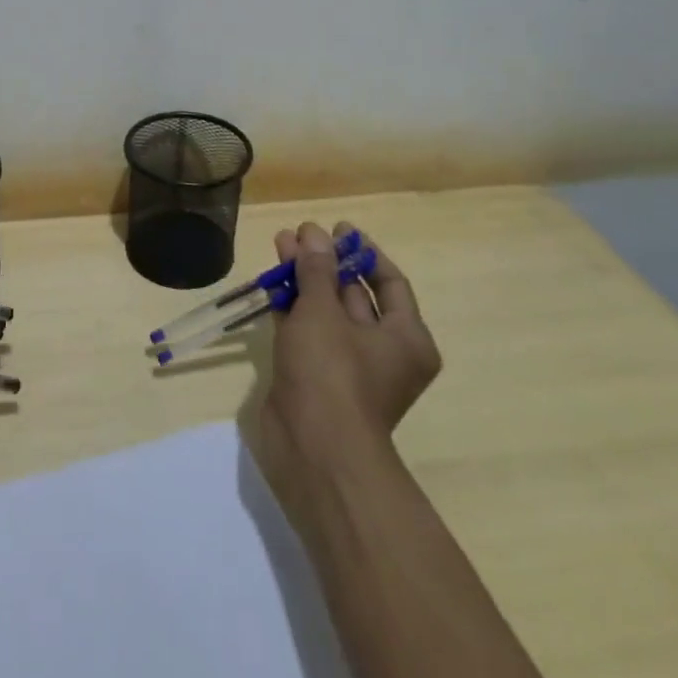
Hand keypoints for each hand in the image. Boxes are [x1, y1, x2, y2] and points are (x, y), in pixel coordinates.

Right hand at [251, 221, 440, 500]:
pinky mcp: (317, 376)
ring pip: (327, 311)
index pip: (390, 282)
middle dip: (326, 262)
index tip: (338, 229)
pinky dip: (292, 307)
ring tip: (279, 245)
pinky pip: (308, 331)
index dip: (363, 252)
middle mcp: (383, 351)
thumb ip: (316, 269)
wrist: (313, 447)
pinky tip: (272, 282)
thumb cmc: (332, 373)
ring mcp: (348, 366)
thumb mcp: (323, 312)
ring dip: (305, 279)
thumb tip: (314, 234)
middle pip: (355, 294)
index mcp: (406, 338)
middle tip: (300, 234)